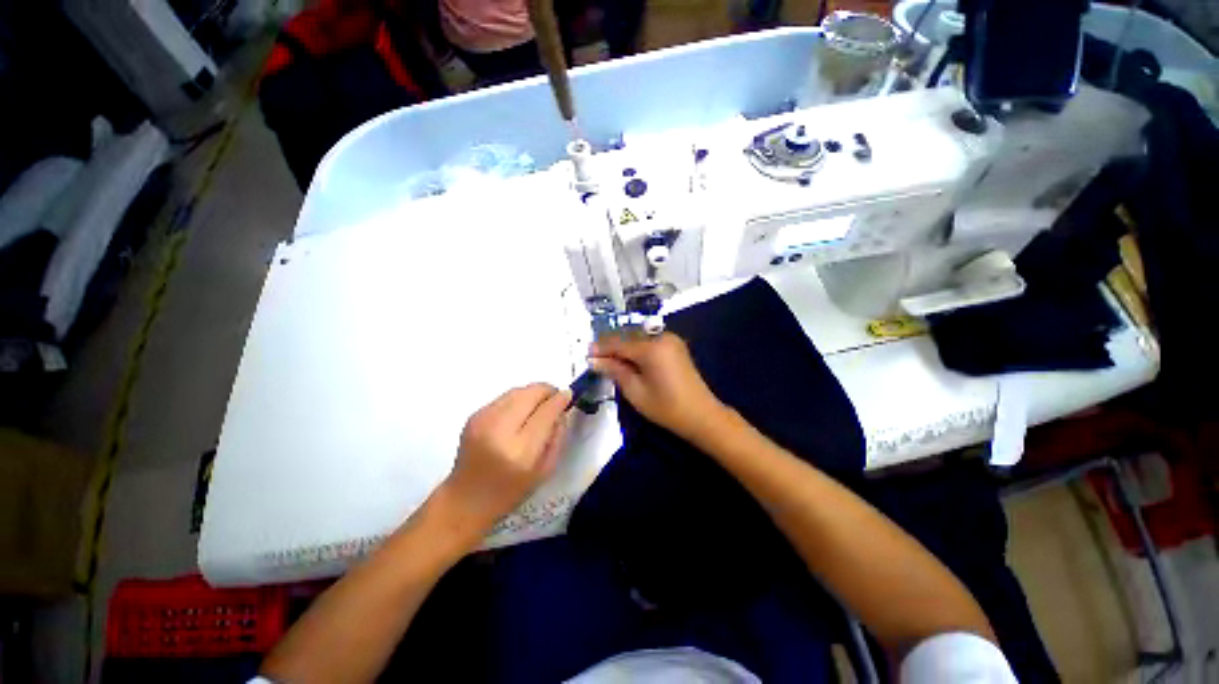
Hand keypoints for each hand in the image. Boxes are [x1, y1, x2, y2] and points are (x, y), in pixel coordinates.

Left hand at [444, 384, 569, 529]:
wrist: (466, 499)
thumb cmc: (511, 491)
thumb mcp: (545, 470)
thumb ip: (557, 436)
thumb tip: (562, 407)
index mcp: (520, 451)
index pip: (546, 412)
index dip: (560, 400)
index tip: (569, 395)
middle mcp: (499, 430)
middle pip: (530, 393)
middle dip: (547, 391)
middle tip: (555, 399)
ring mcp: (483, 420)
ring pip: (517, 390)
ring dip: (533, 393)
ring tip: (539, 405)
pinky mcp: (474, 415)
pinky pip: (504, 397)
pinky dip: (518, 399)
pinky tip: (520, 412)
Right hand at [589, 332, 726, 441]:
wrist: (701, 415)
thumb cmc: (666, 407)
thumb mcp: (635, 391)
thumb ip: (615, 370)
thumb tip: (594, 360)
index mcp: (652, 347)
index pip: (619, 342)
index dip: (601, 348)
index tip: (586, 354)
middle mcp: (662, 337)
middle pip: (629, 337)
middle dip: (611, 346)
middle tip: (595, 358)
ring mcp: (671, 340)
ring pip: (638, 338)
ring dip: (623, 347)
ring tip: (608, 360)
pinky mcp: (675, 346)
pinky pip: (649, 342)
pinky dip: (636, 349)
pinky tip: (628, 359)